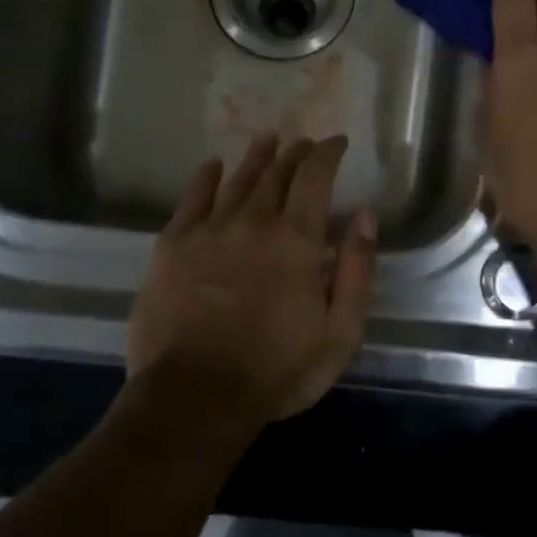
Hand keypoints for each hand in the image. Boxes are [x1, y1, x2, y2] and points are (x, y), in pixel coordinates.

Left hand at [127, 133, 377, 425]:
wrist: (194, 397)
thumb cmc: (276, 371)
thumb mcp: (340, 332)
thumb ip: (357, 270)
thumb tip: (365, 215)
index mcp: (297, 240)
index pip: (315, 178)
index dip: (327, 154)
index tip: (336, 142)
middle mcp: (253, 222)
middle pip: (276, 173)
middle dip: (294, 154)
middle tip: (304, 143)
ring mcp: (208, 231)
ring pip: (237, 181)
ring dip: (256, 157)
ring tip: (268, 140)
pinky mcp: (172, 247)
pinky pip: (192, 200)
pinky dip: (205, 179)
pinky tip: (212, 166)